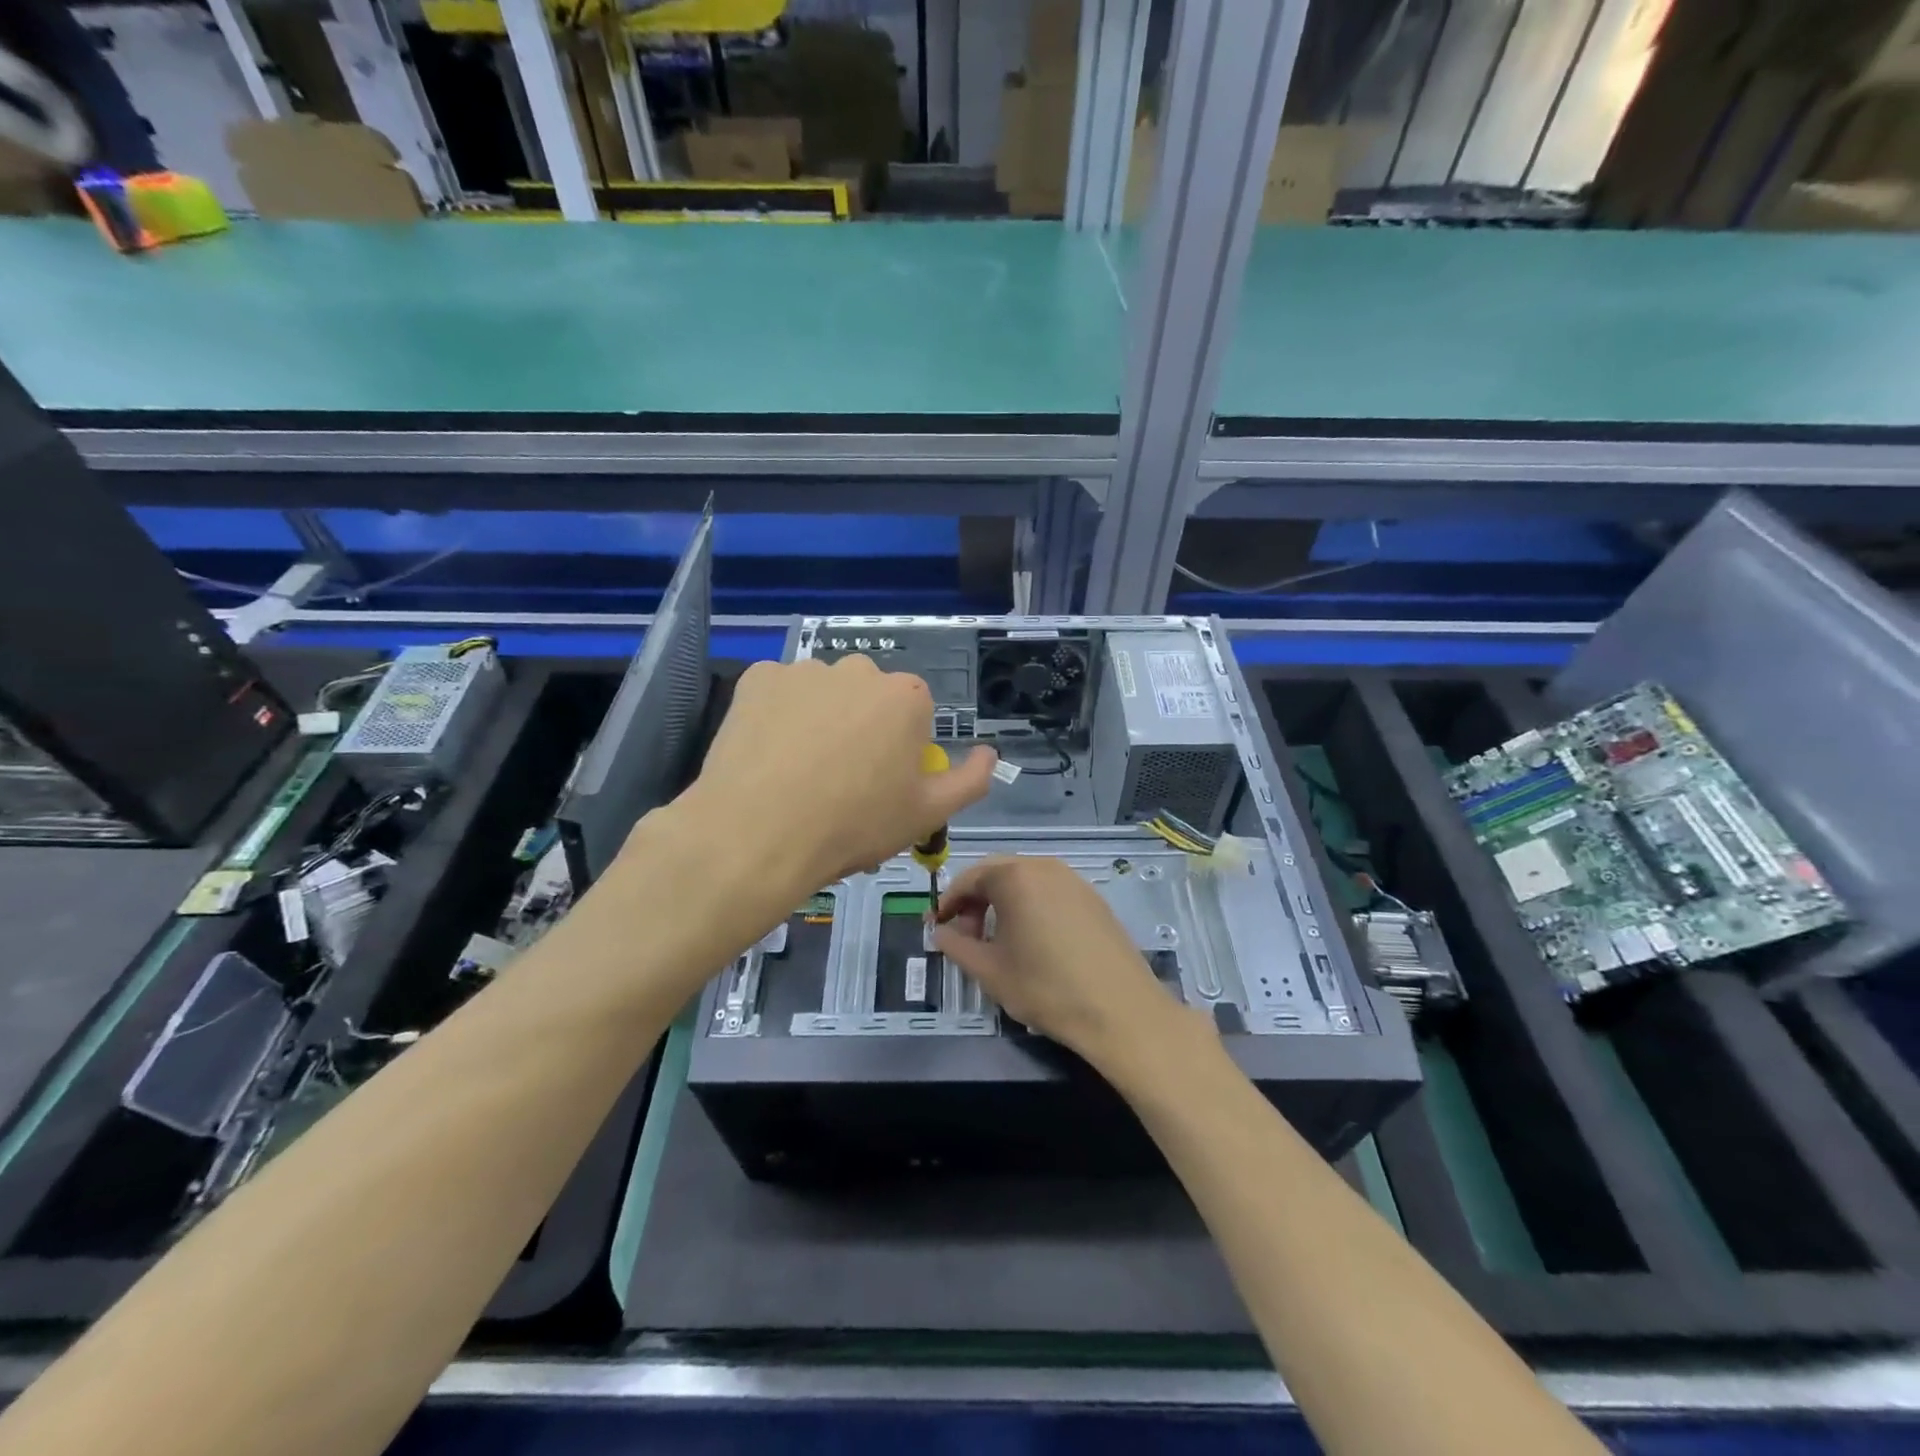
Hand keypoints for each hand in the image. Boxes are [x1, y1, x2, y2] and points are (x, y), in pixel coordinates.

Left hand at [679, 655, 996, 897]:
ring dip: (819, 720)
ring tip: (798, 773)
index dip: (899, 751)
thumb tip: (989, 753)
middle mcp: (859, 669)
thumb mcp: (927, 814)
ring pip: (822, 694)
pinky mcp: (757, 678)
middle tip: (840, 782)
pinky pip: (778, 693)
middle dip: (862, 729)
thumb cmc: (854, 825)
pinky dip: (778, 715)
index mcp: (906, 696)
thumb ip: (970, 780)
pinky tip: (768, 754)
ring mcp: (804, 669)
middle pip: (868, 698)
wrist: (758, 834)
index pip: (913, 715)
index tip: (880, 785)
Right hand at [932, 856, 1184, 1070]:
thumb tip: (939, 931)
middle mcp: (1044, 867)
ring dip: (1003, 903)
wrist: (1120, 1010)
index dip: (948, 901)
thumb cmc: (1046, 988)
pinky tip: (1032, 941)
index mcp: (1015, 877)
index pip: (969, 877)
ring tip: (997, 940)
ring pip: (1025, 881)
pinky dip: (1031, 906)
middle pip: (998, 874)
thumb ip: (956, 945)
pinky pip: (1050, 892)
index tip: (937, 926)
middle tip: (964, 935)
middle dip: (975, 900)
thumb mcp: (989, 971)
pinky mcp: (1093, 898)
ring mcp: (1073, 880)